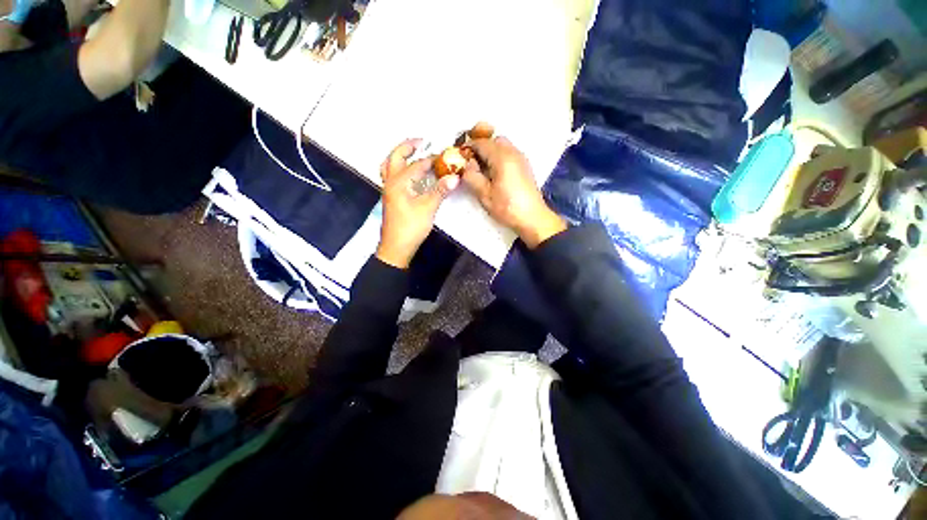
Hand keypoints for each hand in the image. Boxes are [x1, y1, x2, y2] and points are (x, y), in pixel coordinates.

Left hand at [376, 139, 459, 268]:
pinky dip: (400, 168)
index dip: (432, 159)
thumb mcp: (427, 208)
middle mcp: (390, 182)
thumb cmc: (411, 227)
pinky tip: (410, 174)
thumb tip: (455, 177)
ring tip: (413, 153)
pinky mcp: (391, 198)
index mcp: (398, 182)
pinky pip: (392, 176)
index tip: (445, 155)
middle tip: (422, 142)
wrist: (396, 247)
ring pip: (389, 166)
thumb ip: (440, 191)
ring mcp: (388, 190)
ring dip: (400, 156)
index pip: (417, 164)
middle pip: (395, 157)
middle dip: (408, 147)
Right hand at [461, 124, 565, 247]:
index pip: (481, 143)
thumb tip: (466, 165)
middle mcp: (513, 153)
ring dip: (490, 152)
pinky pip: (509, 154)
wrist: (532, 218)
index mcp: (502, 158)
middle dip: (480, 146)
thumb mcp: (485, 195)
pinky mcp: (524, 167)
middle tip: (470, 161)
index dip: (468, 147)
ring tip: (481, 169)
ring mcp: (521, 159)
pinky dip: (499, 157)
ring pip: (502, 146)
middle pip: (494, 140)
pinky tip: (493, 173)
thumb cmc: (508, 207)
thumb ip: (472, 177)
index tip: (459, 155)